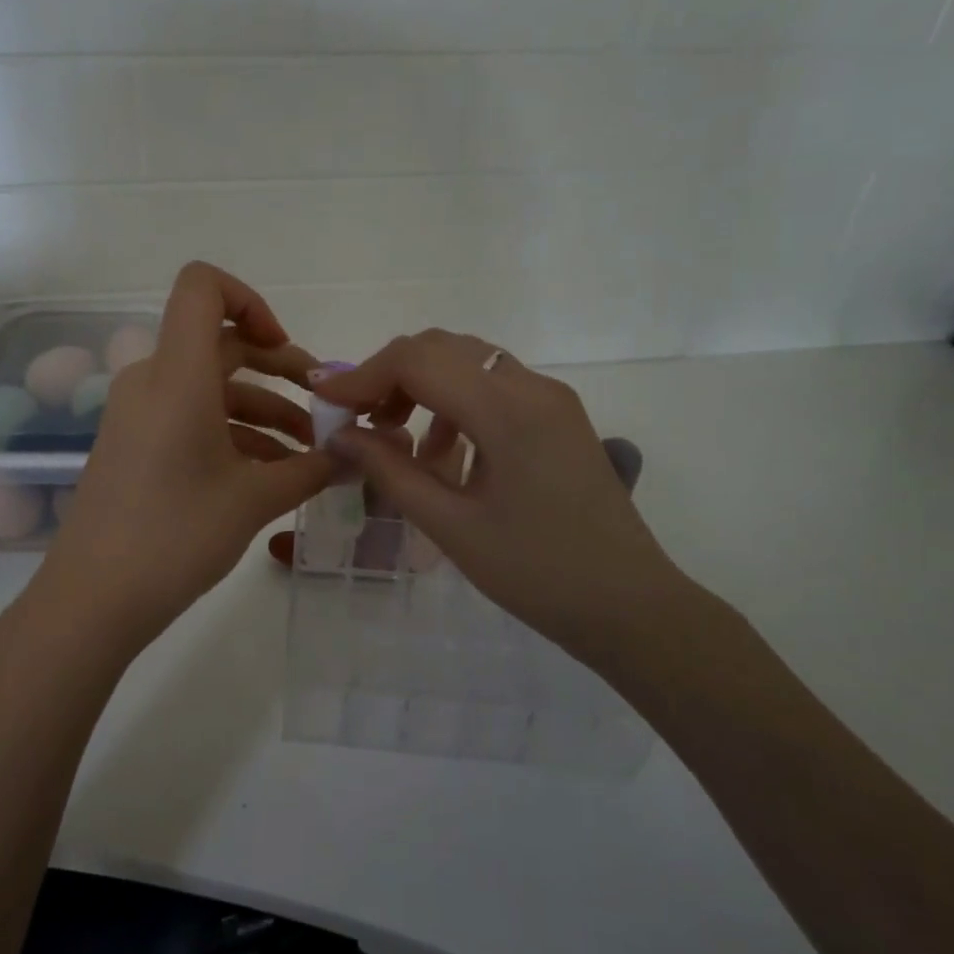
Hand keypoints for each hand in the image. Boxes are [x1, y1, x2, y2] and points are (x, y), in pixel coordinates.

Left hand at [35, 263, 333, 647]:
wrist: (94, 599)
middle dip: (278, 369)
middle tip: (323, 408)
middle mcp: (152, 381)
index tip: (284, 350)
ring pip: (210, 389)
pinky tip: (272, 475)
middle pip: (219, 344)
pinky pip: (190, 419)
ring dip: (263, 411)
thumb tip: (355, 456)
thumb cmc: (176, 536)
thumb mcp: (254, 500)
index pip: (201, 287)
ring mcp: (138, 415)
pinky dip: (232, 434)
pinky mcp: (134, 445)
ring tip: (310, 455)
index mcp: (177, 375)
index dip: (249, 300)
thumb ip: (311, 470)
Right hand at [314, 329, 692, 669]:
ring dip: (422, 388)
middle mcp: (532, 387)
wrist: (629, 605)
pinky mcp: (558, 415)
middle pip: (442, 349)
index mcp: (508, 411)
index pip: (418, 361)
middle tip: (359, 421)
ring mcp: (551, 398)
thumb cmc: (536, 573)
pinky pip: (494, 387)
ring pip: (468, 362)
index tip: (325, 402)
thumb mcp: (450, 526)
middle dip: (390, 376)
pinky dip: (454, 403)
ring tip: (396, 441)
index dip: (362, 375)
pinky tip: (443, 453)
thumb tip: (340, 435)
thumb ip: (390, 471)